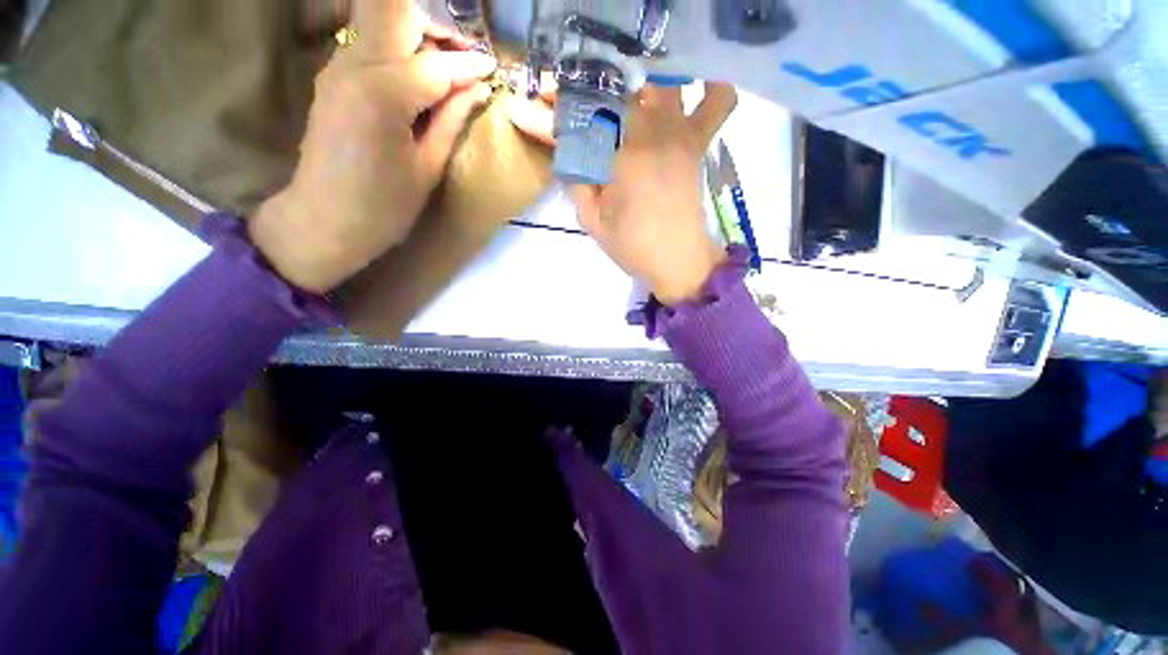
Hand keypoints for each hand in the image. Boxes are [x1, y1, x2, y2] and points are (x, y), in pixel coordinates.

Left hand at [249, 0, 496, 293]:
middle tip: (464, 59)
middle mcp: (353, 65)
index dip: (468, 66)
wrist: (324, 221)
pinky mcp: (332, 78)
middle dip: (436, 29)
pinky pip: (370, 46)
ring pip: (380, 23)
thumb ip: (451, 121)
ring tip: (447, 70)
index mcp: (382, 93)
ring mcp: (336, 68)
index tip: (491, 68)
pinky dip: (398, 51)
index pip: (435, 64)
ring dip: (417, 37)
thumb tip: (476, 89)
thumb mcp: (427, 168)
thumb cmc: (384, 207)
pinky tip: (418, 80)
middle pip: (396, 15)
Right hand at [510, 82, 737, 304]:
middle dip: (589, 92)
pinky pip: (715, 103)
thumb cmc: (633, 246)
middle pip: (617, 89)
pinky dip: (709, 89)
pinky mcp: (697, 143)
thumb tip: (567, 152)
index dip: (558, 108)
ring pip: (660, 84)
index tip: (535, 107)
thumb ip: (576, 181)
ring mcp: (680, 133)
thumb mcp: (592, 220)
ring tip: (620, 101)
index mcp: (622, 154)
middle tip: (574, 107)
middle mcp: (653, 131)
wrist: (677, 260)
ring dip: (636, 85)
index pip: (584, 114)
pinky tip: (690, 90)